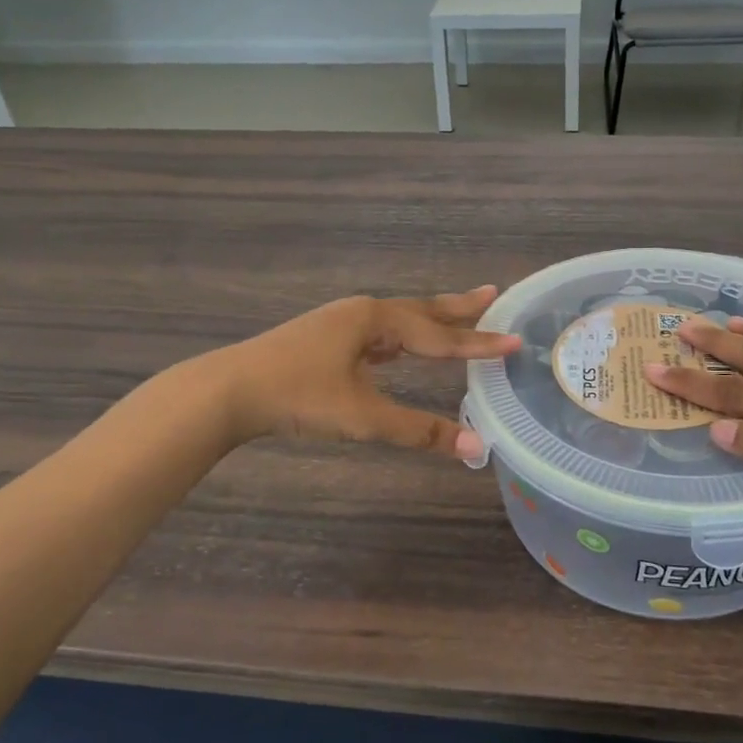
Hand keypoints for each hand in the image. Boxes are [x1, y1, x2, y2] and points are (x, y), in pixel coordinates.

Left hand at [211, 288, 519, 458]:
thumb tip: (473, 448)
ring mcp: (340, 324)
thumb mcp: (362, 416)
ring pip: (398, 321)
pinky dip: (400, 338)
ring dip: (429, 320)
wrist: (228, 391)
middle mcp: (361, 313)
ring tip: (456, 317)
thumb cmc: (298, 397)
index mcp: (375, 320)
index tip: (514, 340)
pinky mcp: (325, 340)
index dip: (478, 343)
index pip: (438, 335)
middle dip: (458, 307)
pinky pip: (377, 334)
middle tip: (493, 294)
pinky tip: (398, 349)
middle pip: (421, 311)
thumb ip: (418, 431)